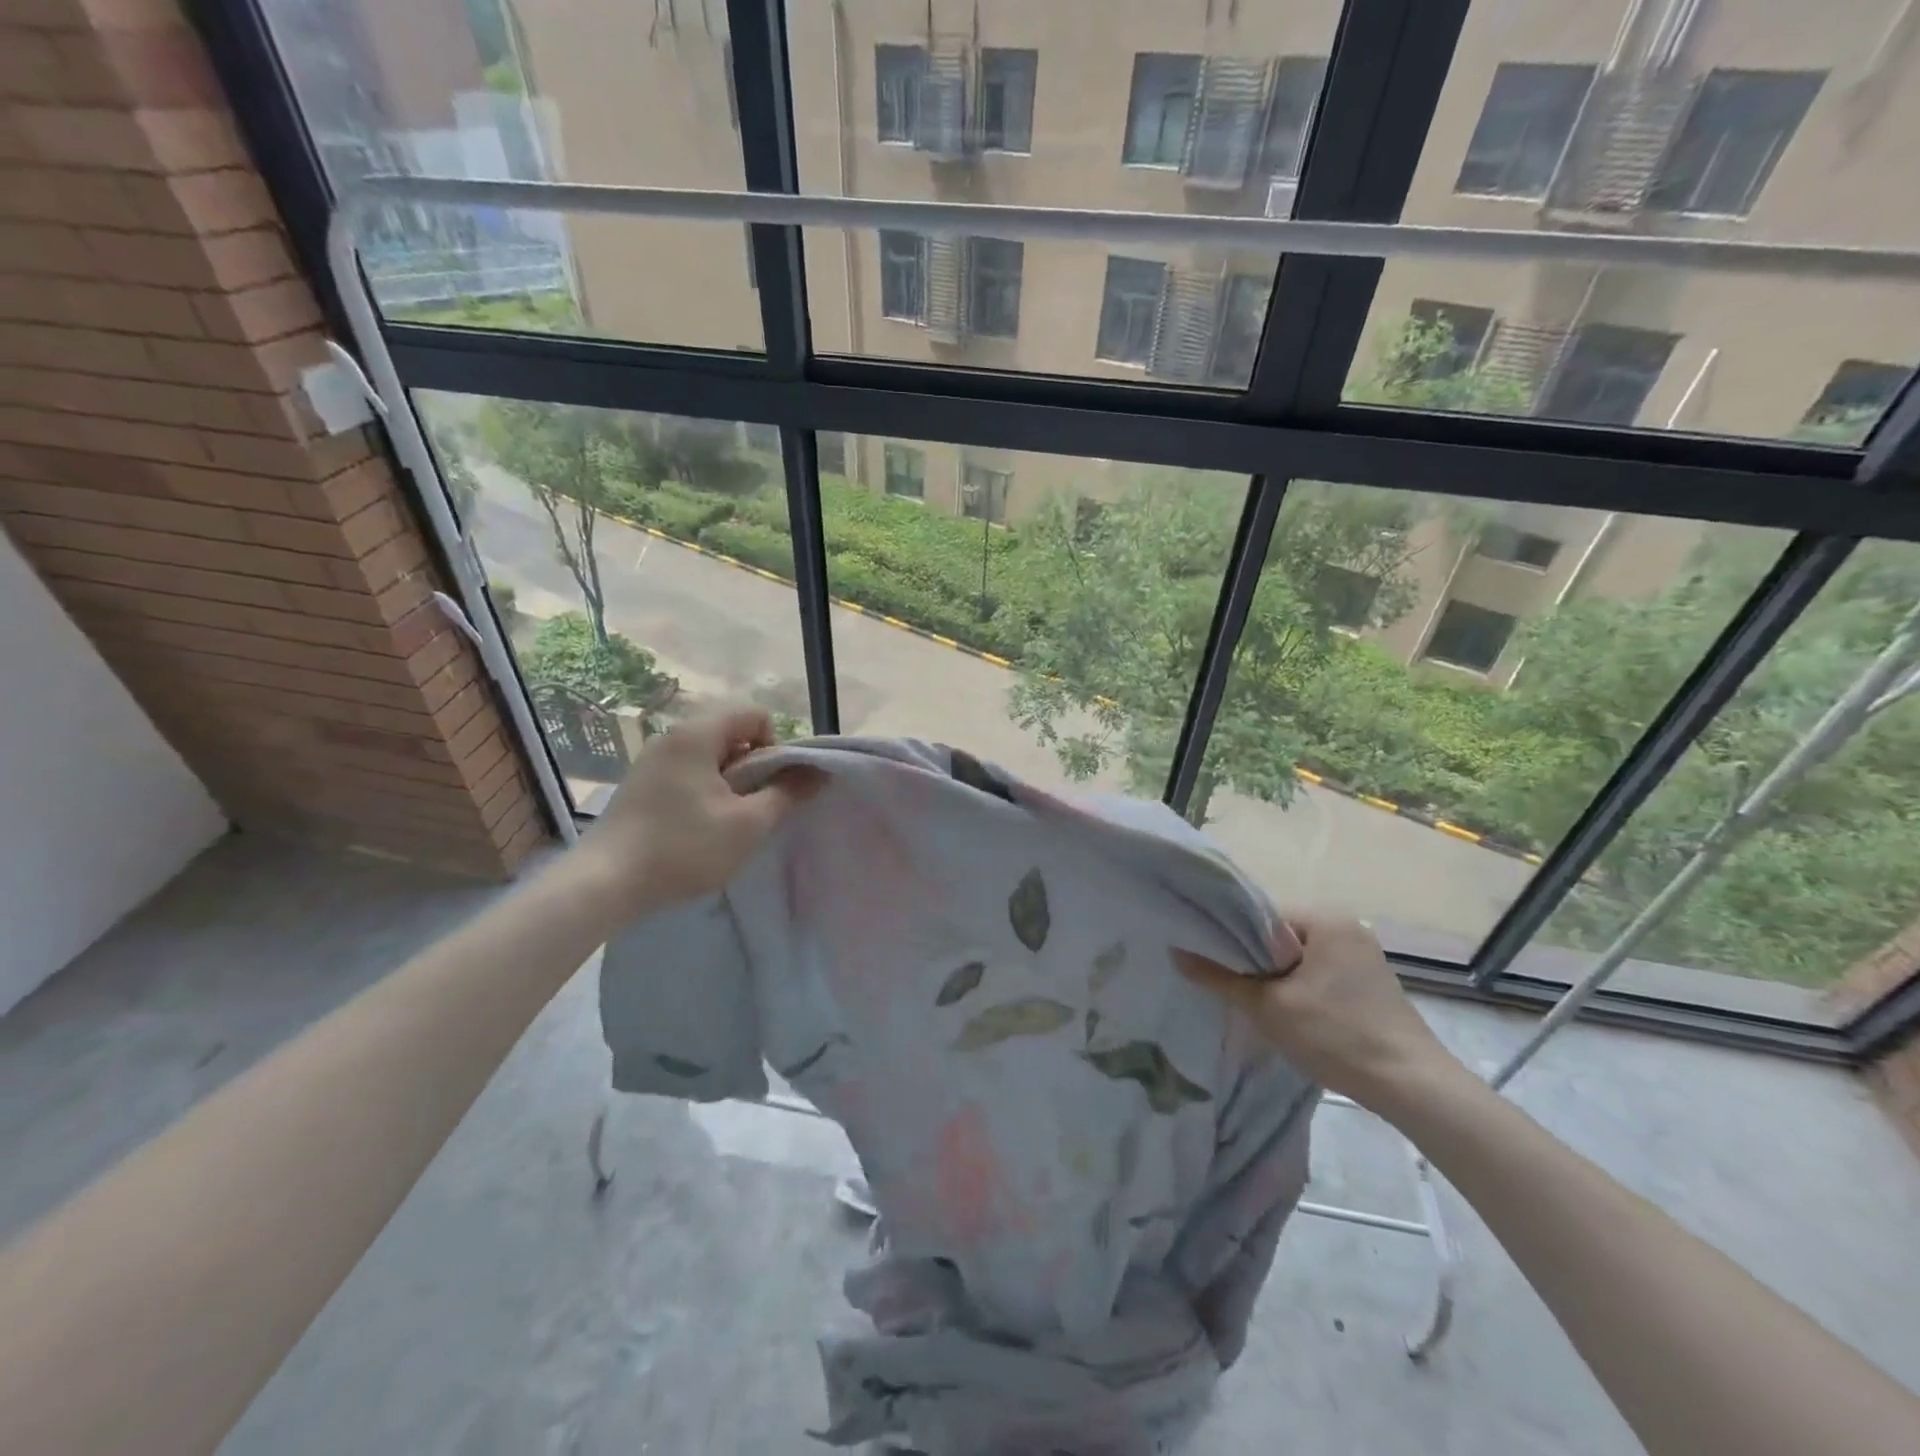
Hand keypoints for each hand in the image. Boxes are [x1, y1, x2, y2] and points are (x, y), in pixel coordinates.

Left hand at [572, 705, 819, 920]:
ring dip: (731, 783)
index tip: (771, 785)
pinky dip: (705, 792)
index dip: (775, 744)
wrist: (604, 884)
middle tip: (753, 808)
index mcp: (696, 734)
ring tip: (728, 823)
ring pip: (710, 756)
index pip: (754, 713)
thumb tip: (818, 771)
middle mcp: (671, 736)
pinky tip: (700, 830)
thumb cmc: (683, 848)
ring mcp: (651, 760)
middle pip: (732, 732)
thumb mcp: (748, 824)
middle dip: (754, 766)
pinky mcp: (640, 785)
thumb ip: (788, 793)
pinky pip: (688, 773)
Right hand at [1174, 914, 1461, 1109]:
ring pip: (1298, 958)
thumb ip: (1220, 978)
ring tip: (1250, 1000)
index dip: (1229, 937)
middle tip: (1224, 984)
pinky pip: (1319, 973)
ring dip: (1275, 977)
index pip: (1260, 916)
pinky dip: (1299, 988)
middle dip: (1252, 960)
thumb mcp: (1268, 1007)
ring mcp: (1363, 955)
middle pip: (1278, 936)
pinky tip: (1286, 1013)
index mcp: (1325, 918)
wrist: (1412, 1087)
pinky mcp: (1371, 983)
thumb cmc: (1337, 1035)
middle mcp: (1346, 926)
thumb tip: (1175, 953)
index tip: (1207, 960)